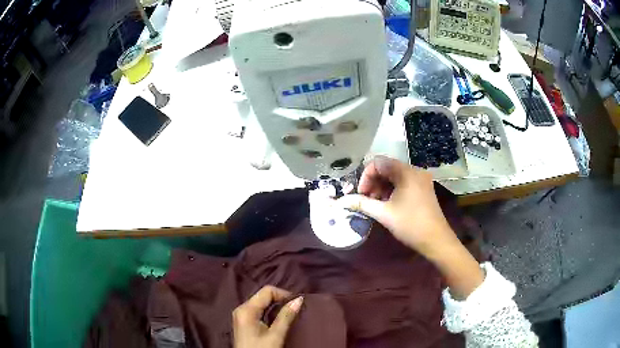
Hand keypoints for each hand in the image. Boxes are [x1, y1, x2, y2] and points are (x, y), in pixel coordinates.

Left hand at [233, 286, 302, 347]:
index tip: (298, 304)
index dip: (284, 294)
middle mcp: (242, 309)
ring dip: (276, 307)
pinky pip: (259, 311)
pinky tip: (279, 320)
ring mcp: (242, 316)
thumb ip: (286, 316)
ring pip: (262, 303)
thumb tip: (299, 299)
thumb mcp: (275, 335)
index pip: (267, 291)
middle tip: (296, 309)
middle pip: (263, 296)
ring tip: (290, 314)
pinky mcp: (244, 323)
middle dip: (280, 300)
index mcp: (246, 309)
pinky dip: (270, 312)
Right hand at [338, 156, 456, 256]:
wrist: (436, 240)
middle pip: (387, 168)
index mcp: (406, 172)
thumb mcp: (383, 214)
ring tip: (376, 204)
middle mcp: (415, 170)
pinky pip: (404, 182)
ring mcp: (421, 179)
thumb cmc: (410, 224)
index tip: (361, 194)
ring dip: (382, 187)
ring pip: (395, 176)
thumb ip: (362, 204)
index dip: (366, 177)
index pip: (378, 163)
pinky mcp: (424, 188)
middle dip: (373, 183)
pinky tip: (388, 204)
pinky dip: (393, 190)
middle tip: (366, 200)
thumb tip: (341, 201)